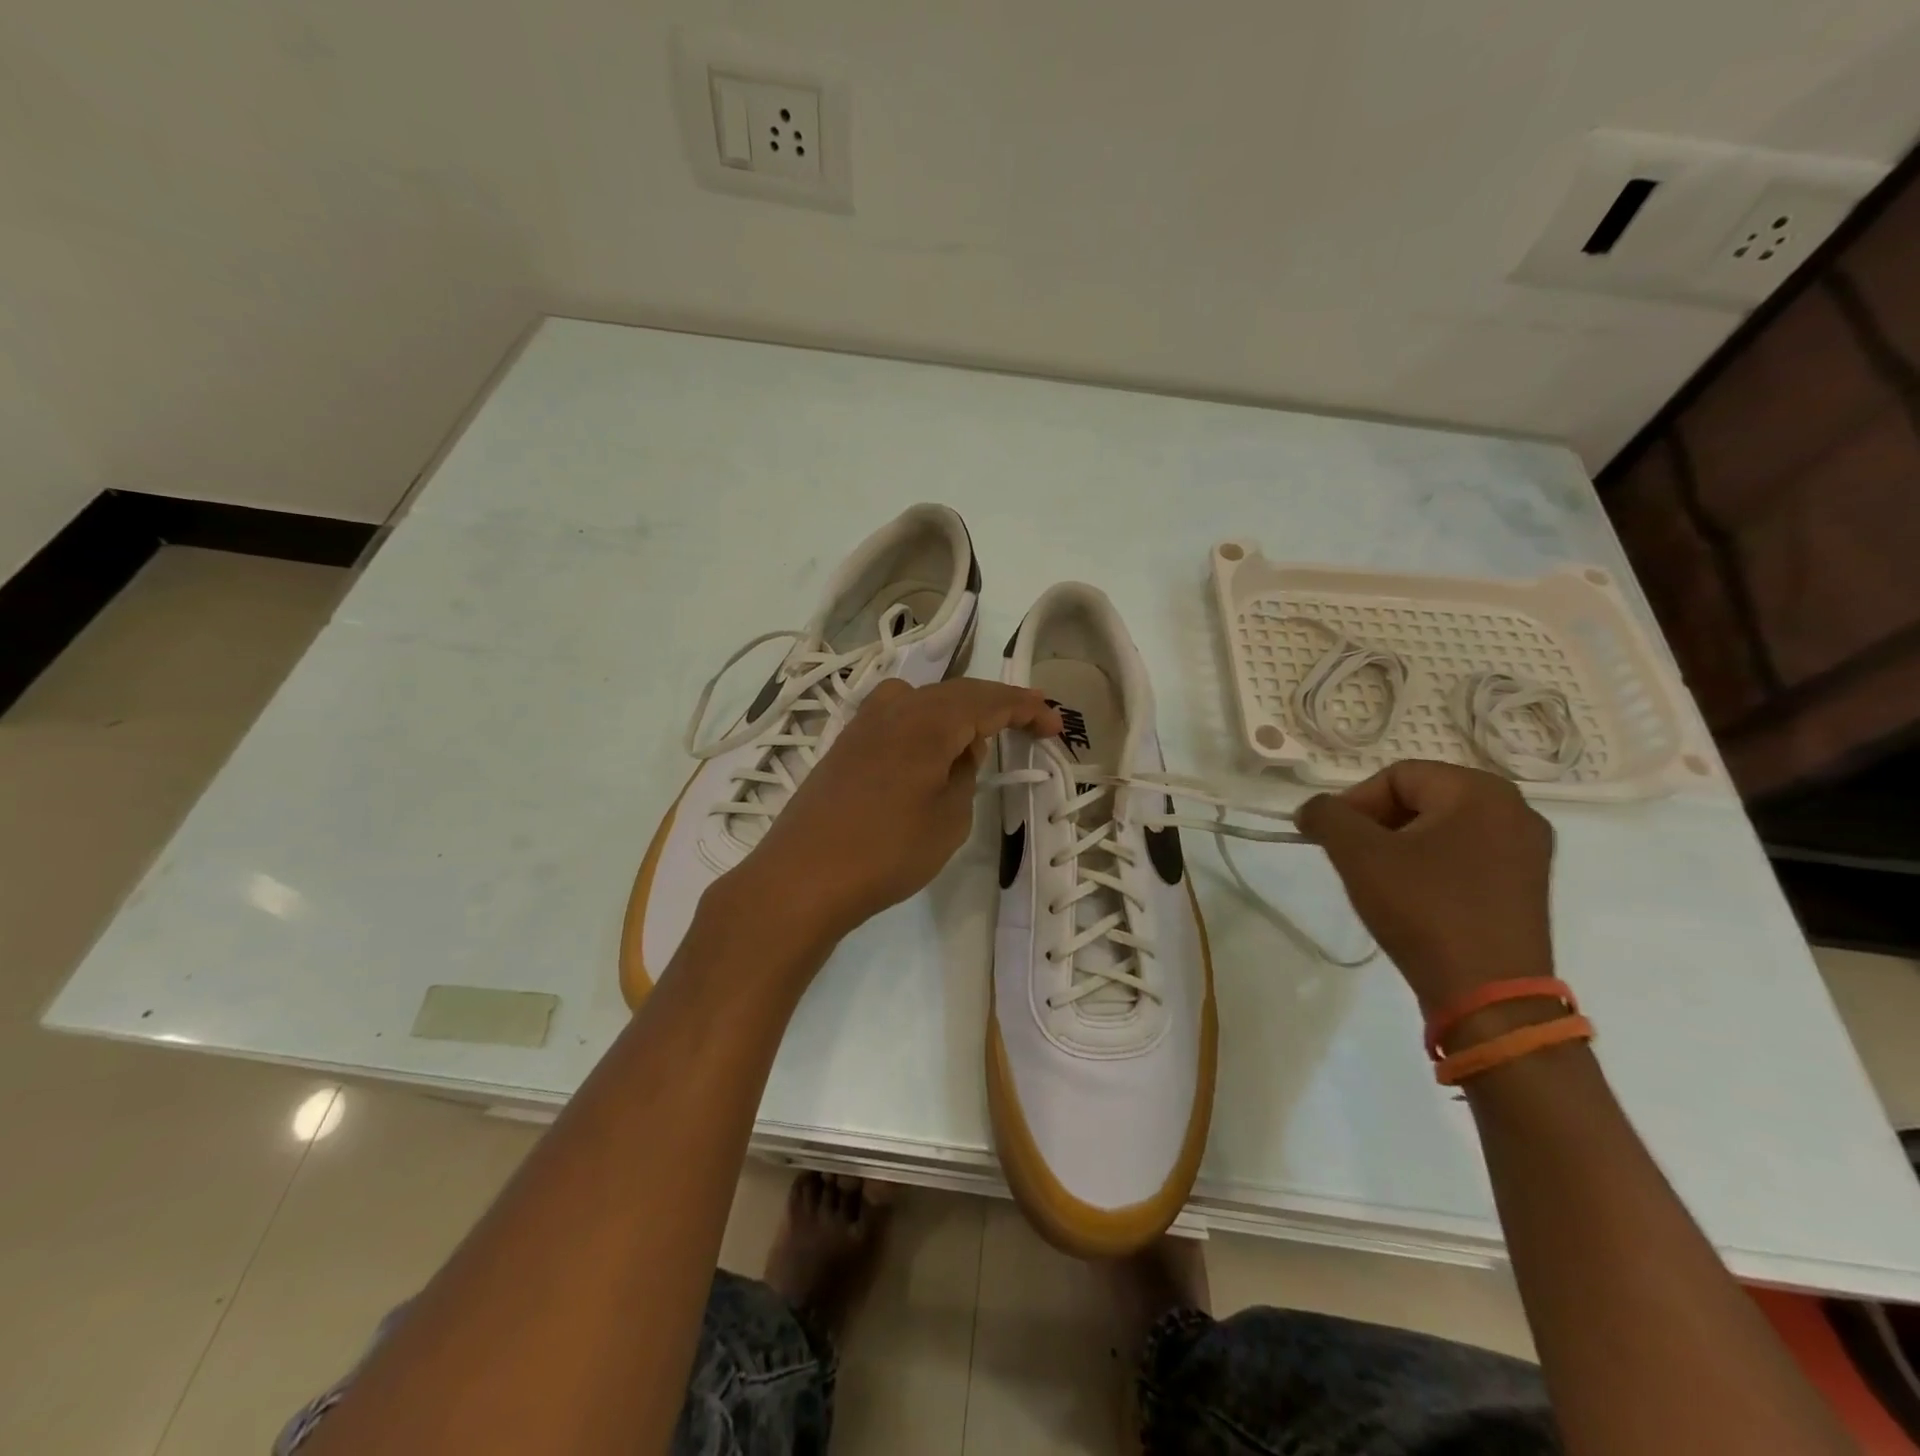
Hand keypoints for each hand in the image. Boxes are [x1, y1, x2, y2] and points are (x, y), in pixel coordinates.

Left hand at [723, 678, 1061, 946]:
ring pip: (924, 700)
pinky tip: (932, 749)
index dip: (1026, 709)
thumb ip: (965, 773)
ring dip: (960, 711)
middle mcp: (895, 708)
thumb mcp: (949, 817)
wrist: (802, 877)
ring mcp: (864, 723)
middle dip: (997, 705)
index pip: (989, 701)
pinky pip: (899, 717)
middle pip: (957, 693)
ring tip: (983, 735)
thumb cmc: (887, 850)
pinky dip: (928, 723)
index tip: (1055, 723)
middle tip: (1031, 720)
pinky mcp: (845, 744)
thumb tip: (964, 747)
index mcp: (928, 720)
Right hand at [1295, 760, 1555, 1011]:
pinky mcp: (1527, 885)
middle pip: (1421, 798)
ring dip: (1400, 845)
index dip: (1354, 803)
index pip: (1397, 776)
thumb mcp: (1358, 855)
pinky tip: (1413, 896)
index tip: (1331, 839)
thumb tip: (1312, 809)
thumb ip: (1326, 816)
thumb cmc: (1423, 910)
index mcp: (1481, 791)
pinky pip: (1466, 854)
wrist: (1488, 995)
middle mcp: (1515, 810)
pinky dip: (1431, 865)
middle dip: (1377, 824)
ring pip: (1442, 828)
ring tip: (1379, 880)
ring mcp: (1528, 850)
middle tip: (1352, 858)